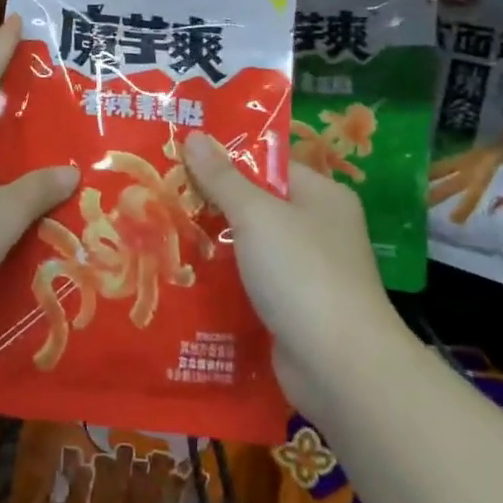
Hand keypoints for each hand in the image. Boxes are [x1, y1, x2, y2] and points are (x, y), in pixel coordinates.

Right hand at [183, 133, 408, 417]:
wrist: (339, 367)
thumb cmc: (302, 273)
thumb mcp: (256, 214)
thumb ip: (222, 177)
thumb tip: (195, 135)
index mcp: (321, 195)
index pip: (268, 163)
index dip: (226, 156)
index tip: (180, 153)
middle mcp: (318, 228)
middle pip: (257, 203)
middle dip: (213, 200)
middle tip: (163, 189)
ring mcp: (308, 271)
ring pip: (251, 244)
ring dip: (214, 241)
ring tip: (163, 227)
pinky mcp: (293, 308)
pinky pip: (251, 281)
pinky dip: (224, 278)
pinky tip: (185, 273)